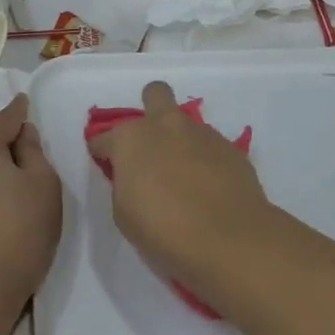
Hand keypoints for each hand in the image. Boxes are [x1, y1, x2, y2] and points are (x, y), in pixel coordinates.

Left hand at [0, 95, 61, 305]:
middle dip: (12, 137)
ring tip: (29, 167)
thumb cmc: (24, 223)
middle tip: (38, 141)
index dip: (20, 110)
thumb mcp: (42, 180)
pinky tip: (13, 187)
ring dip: (5, 160)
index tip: (26, 99)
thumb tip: (23, 134)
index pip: (6, 119)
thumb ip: (33, 150)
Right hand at [87, 81, 271, 295]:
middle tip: (151, 145)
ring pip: (186, 123)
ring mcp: (203, 134)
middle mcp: (166, 126)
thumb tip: (133, 178)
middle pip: (155, 95)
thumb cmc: (163, 230)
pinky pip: (211, 146)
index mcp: (131, 139)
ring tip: (184, 176)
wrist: (227, 239)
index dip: (102, 153)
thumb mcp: (124, 214)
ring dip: (180, 141)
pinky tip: (208, 187)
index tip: (107, 167)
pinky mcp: (232, 149)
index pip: (103, 138)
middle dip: (150, 111)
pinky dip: (205, 160)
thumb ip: (124, 185)